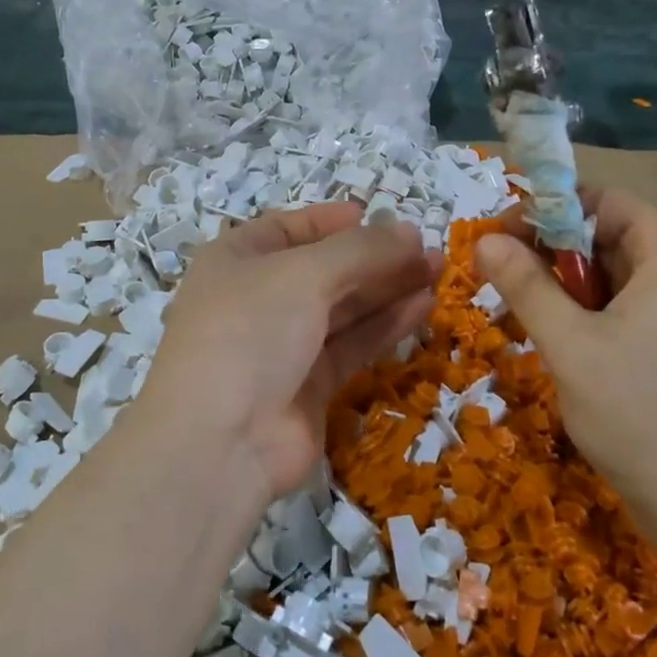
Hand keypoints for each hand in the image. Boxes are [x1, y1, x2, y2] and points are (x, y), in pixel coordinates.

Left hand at [144, 206, 437, 498]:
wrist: (219, 442)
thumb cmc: (250, 331)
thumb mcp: (304, 274)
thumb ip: (361, 250)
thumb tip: (410, 230)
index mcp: (237, 259)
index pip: (289, 228)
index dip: (332, 220)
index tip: (377, 214)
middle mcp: (257, 298)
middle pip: (324, 268)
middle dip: (375, 256)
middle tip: (429, 248)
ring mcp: (282, 345)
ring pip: (343, 308)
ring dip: (388, 288)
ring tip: (437, 271)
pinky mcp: (308, 386)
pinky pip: (351, 345)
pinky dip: (385, 326)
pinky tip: (422, 306)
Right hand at [476, 189, 656, 556]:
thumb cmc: (642, 416)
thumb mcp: (571, 345)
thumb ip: (525, 285)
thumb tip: (483, 238)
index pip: (604, 201)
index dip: (548, 209)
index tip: (499, 237)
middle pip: (608, 238)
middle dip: (550, 252)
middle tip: (500, 280)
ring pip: (613, 279)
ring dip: (564, 289)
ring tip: (522, 317)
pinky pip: (627, 312)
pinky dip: (588, 317)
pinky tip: (559, 345)